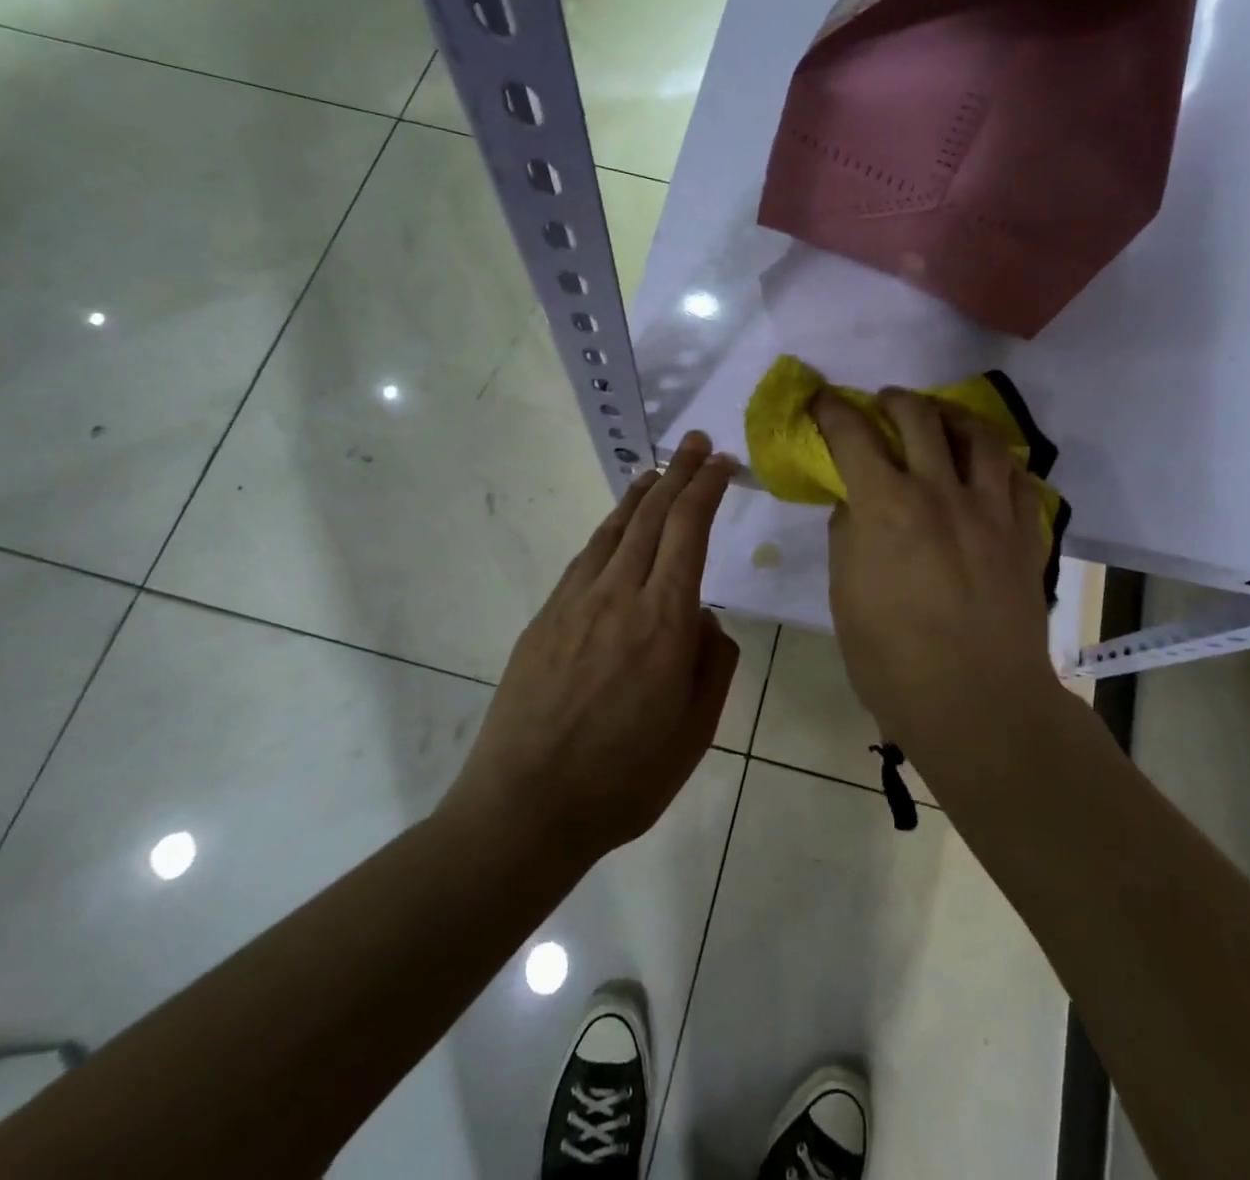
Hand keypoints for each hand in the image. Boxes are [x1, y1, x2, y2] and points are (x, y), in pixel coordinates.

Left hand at [456, 431, 739, 863]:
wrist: (526, 806)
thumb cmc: (625, 779)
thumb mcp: (695, 731)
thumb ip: (713, 663)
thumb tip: (704, 618)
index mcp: (664, 621)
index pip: (689, 531)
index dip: (707, 489)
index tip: (723, 462)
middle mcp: (619, 596)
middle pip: (653, 517)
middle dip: (679, 474)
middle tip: (698, 444)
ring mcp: (575, 603)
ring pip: (614, 530)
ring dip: (640, 495)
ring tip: (657, 471)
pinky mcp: (545, 618)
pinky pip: (585, 558)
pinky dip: (608, 530)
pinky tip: (615, 529)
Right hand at [814, 389, 1058, 759]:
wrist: (979, 704)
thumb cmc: (893, 660)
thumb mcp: (845, 596)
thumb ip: (848, 537)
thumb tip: (855, 504)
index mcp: (887, 507)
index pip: (854, 435)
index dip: (833, 410)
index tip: (823, 402)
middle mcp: (941, 492)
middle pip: (920, 417)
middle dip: (894, 400)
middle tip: (882, 404)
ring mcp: (991, 510)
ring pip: (979, 435)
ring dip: (952, 416)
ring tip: (940, 419)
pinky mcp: (1025, 533)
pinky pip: (1018, 476)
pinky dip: (997, 459)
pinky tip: (987, 466)